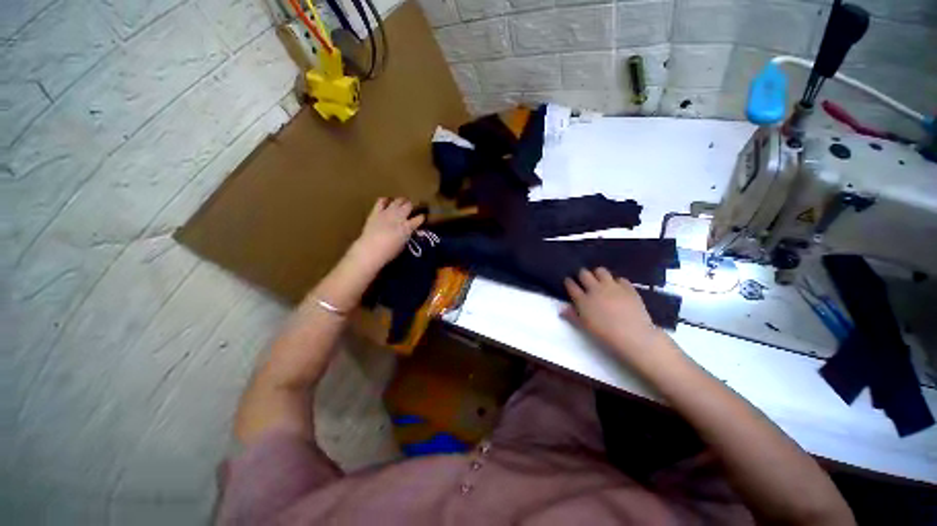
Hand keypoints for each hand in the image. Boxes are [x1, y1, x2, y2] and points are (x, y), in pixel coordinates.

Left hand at [349, 198, 424, 269]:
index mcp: (408, 227)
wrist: (370, 250)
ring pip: (398, 201)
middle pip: (409, 205)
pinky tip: (387, 202)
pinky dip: (385, 201)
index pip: (420, 218)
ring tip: (402, 203)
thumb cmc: (389, 252)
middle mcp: (399, 217)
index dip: (422, 217)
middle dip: (411, 206)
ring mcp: (387, 212)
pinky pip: (381, 201)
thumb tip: (407, 231)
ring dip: (401, 201)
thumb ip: (406, 235)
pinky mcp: (376, 212)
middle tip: (411, 209)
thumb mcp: (403, 245)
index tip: (422, 217)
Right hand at [563, 268, 670, 366]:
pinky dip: (617, 282)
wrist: (633, 336)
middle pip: (584, 274)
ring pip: (601, 271)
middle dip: (582, 275)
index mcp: (583, 300)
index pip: (571, 285)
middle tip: (584, 281)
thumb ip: (572, 316)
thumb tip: (562, 309)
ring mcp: (612, 286)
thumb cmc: (605, 335)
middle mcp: (595, 289)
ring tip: (600, 281)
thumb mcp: (584, 327)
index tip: (568, 282)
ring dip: (598, 274)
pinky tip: (619, 289)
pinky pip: (620, 279)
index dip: (569, 282)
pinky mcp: (628, 287)